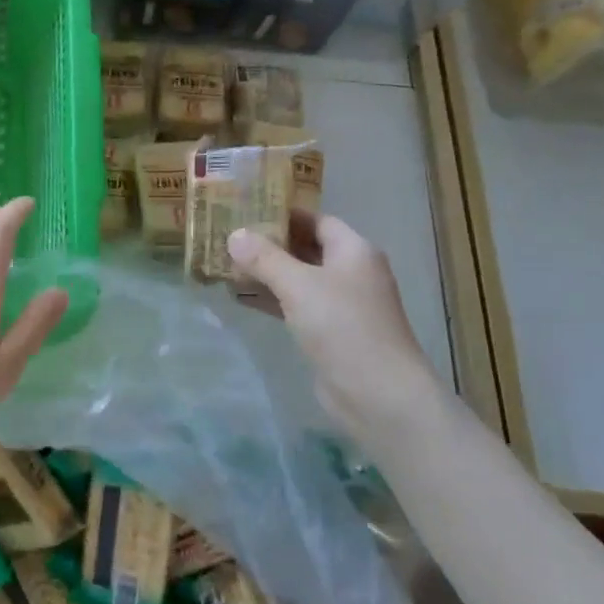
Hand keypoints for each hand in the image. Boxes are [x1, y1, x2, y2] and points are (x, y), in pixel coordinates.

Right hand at [228, 214, 445, 444]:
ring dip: (267, 273)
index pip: (317, 220)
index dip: (284, 215)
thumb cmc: (342, 326)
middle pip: (306, 249)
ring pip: (298, 279)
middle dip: (269, 244)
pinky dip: (272, 300)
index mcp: (354, 251)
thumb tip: (234, 234)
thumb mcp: (298, 285)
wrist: (377, 392)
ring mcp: (342, 305)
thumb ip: (265, 258)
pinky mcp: (330, 332)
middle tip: (229, 238)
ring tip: (226, 266)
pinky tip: (241, 298)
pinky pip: (296, 306)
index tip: (247, 210)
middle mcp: (351, 273)